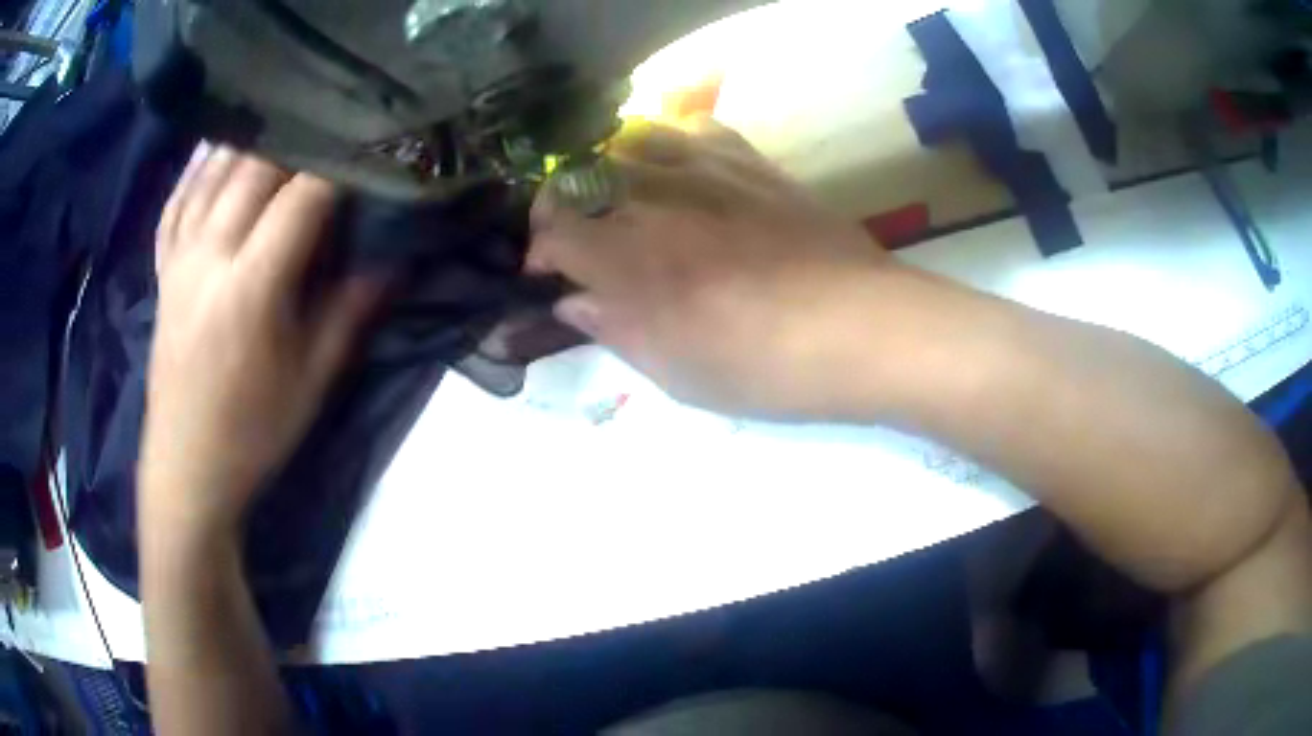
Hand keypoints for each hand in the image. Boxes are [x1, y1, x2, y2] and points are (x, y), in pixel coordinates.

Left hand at [140, 145, 379, 535]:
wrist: (186, 467)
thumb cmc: (254, 431)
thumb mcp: (314, 379)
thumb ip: (353, 309)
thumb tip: (397, 257)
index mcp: (251, 287)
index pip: (303, 197)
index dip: (342, 162)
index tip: (376, 139)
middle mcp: (209, 255)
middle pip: (255, 167)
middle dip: (300, 134)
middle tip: (336, 117)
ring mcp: (179, 258)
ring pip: (212, 172)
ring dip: (250, 136)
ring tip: (284, 111)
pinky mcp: (163, 269)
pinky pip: (176, 200)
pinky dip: (197, 166)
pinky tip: (215, 145)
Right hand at [528, 119, 893, 418]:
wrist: (859, 328)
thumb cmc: (762, 366)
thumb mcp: (675, 371)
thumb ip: (615, 328)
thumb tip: (574, 301)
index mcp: (627, 256)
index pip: (554, 231)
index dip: (541, 251)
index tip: (549, 273)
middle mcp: (654, 197)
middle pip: (582, 177)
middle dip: (563, 205)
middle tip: (577, 237)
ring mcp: (705, 171)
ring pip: (632, 141)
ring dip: (610, 166)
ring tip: (620, 194)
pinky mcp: (751, 163)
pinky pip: (697, 131)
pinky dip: (673, 144)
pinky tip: (681, 168)